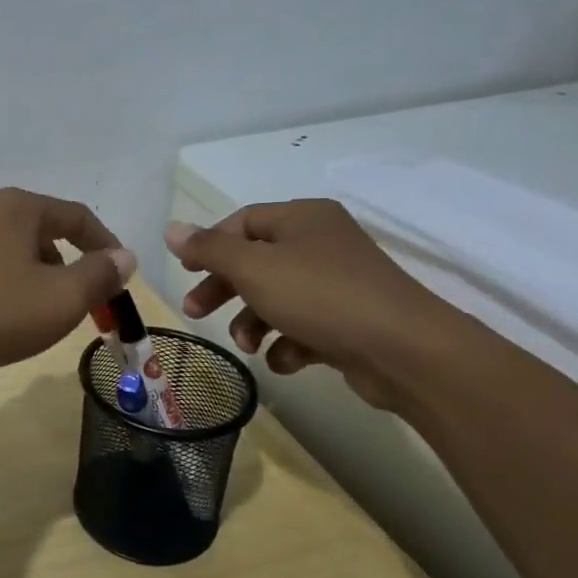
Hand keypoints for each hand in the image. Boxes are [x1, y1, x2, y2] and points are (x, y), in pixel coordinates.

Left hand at [0, 188, 135, 375]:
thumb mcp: (60, 298)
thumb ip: (98, 276)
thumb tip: (123, 256)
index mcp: (18, 208)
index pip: (76, 216)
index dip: (105, 244)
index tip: (120, 273)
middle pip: (39, 232)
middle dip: (66, 264)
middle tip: (76, 301)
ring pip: (7, 251)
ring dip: (31, 277)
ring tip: (36, 314)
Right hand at [164, 200, 465, 411]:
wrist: (404, 351)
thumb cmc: (320, 296)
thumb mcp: (254, 268)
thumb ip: (210, 249)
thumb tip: (172, 229)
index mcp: (303, 218)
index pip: (243, 222)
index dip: (210, 245)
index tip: (185, 272)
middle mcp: (322, 244)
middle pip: (256, 262)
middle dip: (224, 290)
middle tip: (194, 312)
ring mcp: (339, 284)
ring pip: (277, 298)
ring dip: (252, 322)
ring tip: (246, 345)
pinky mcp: (349, 322)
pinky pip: (304, 326)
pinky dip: (288, 343)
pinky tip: (287, 359)